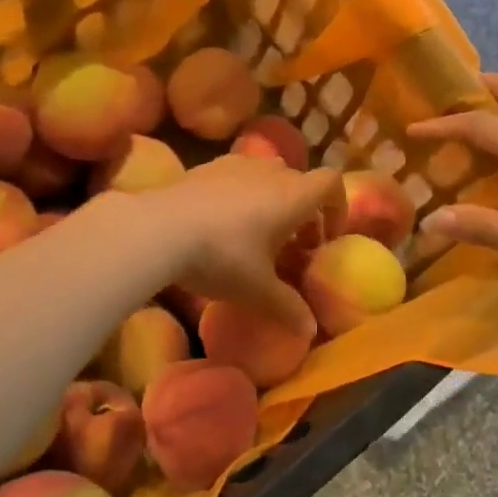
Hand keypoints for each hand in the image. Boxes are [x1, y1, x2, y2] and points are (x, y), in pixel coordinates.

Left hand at [146, 153, 339, 332]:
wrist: (159, 228)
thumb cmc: (222, 257)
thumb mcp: (257, 290)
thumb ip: (288, 307)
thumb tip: (310, 331)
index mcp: (293, 196)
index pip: (331, 183)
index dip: (337, 206)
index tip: (327, 237)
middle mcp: (271, 172)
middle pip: (300, 183)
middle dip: (304, 212)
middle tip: (293, 247)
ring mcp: (238, 164)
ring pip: (269, 176)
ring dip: (273, 200)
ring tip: (257, 233)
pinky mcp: (208, 166)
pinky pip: (238, 175)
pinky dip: (242, 194)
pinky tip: (222, 223)